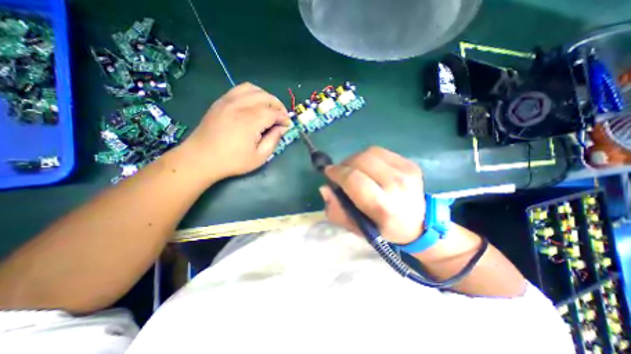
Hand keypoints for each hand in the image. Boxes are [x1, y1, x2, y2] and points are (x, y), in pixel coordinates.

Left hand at [179, 81, 290, 179]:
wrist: (200, 158)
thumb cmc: (232, 161)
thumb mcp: (259, 157)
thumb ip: (273, 140)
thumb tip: (282, 128)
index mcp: (250, 121)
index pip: (273, 112)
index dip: (283, 118)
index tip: (287, 125)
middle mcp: (239, 106)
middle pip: (265, 97)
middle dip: (278, 105)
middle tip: (282, 117)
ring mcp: (228, 101)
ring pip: (253, 89)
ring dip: (266, 97)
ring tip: (270, 108)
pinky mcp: (221, 101)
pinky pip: (240, 89)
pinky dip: (252, 93)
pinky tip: (255, 104)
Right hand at [321, 145, 422, 243]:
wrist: (418, 224)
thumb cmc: (383, 229)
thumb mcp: (356, 228)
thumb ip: (337, 211)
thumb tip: (324, 188)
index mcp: (383, 206)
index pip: (353, 179)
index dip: (337, 172)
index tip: (329, 172)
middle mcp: (397, 185)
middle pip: (361, 161)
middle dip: (344, 164)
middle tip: (341, 172)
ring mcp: (406, 172)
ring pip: (370, 153)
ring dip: (355, 159)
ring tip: (354, 169)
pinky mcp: (410, 164)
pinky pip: (380, 152)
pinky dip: (368, 157)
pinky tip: (369, 168)